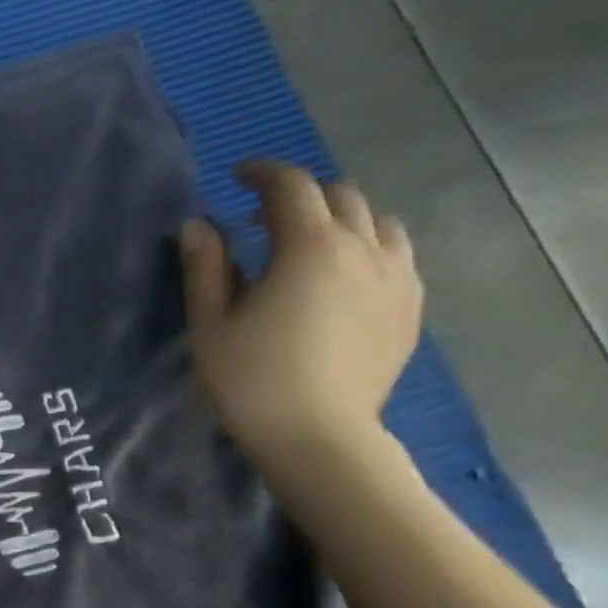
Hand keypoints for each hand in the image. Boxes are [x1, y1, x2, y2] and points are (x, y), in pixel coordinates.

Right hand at [180, 161, 423, 472]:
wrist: (317, 433)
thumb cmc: (250, 379)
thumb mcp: (210, 324)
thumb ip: (205, 268)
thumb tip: (198, 224)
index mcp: (308, 247)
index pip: (291, 187)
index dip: (263, 173)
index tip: (238, 177)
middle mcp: (362, 248)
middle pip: (339, 195)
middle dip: (299, 195)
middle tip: (260, 219)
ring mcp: (396, 276)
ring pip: (377, 221)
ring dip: (339, 218)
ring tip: (307, 244)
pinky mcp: (409, 305)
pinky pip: (396, 254)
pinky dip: (366, 247)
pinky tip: (340, 277)